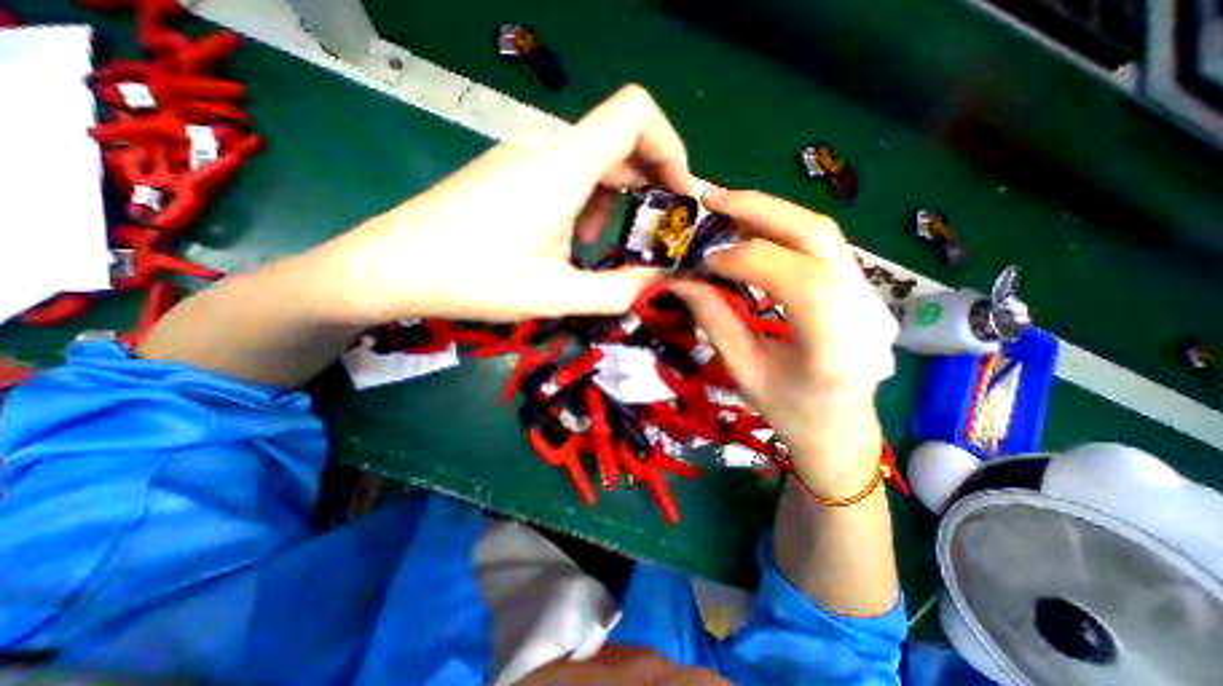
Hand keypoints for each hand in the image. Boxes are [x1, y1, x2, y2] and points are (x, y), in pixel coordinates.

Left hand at [318, 87, 692, 324]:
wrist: (393, 266)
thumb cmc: (474, 279)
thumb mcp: (556, 295)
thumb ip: (617, 291)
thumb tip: (656, 281)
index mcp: (563, 166)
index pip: (636, 113)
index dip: (671, 146)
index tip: (678, 196)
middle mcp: (547, 148)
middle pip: (621, 140)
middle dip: (650, 184)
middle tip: (654, 233)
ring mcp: (525, 157)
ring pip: (594, 160)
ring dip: (615, 198)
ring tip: (604, 244)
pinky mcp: (510, 171)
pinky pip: (567, 172)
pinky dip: (587, 200)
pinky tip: (571, 238)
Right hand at [668, 190, 894, 494]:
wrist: (842, 429)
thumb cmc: (791, 413)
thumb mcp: (744, 372)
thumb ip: (714, 321)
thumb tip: (680, 281)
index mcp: (834, 344)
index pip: (793, 277)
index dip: (742, 259)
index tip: (702, 262)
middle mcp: (863, 307)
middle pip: (815, 234)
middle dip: (758, 209)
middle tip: (711, 200)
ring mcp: (869, 293)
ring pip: (820, 231)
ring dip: (768, 213)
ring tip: (725, 210)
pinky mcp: (859, 287)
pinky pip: (820, 244)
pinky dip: (781, 229)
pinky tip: (751, 231)